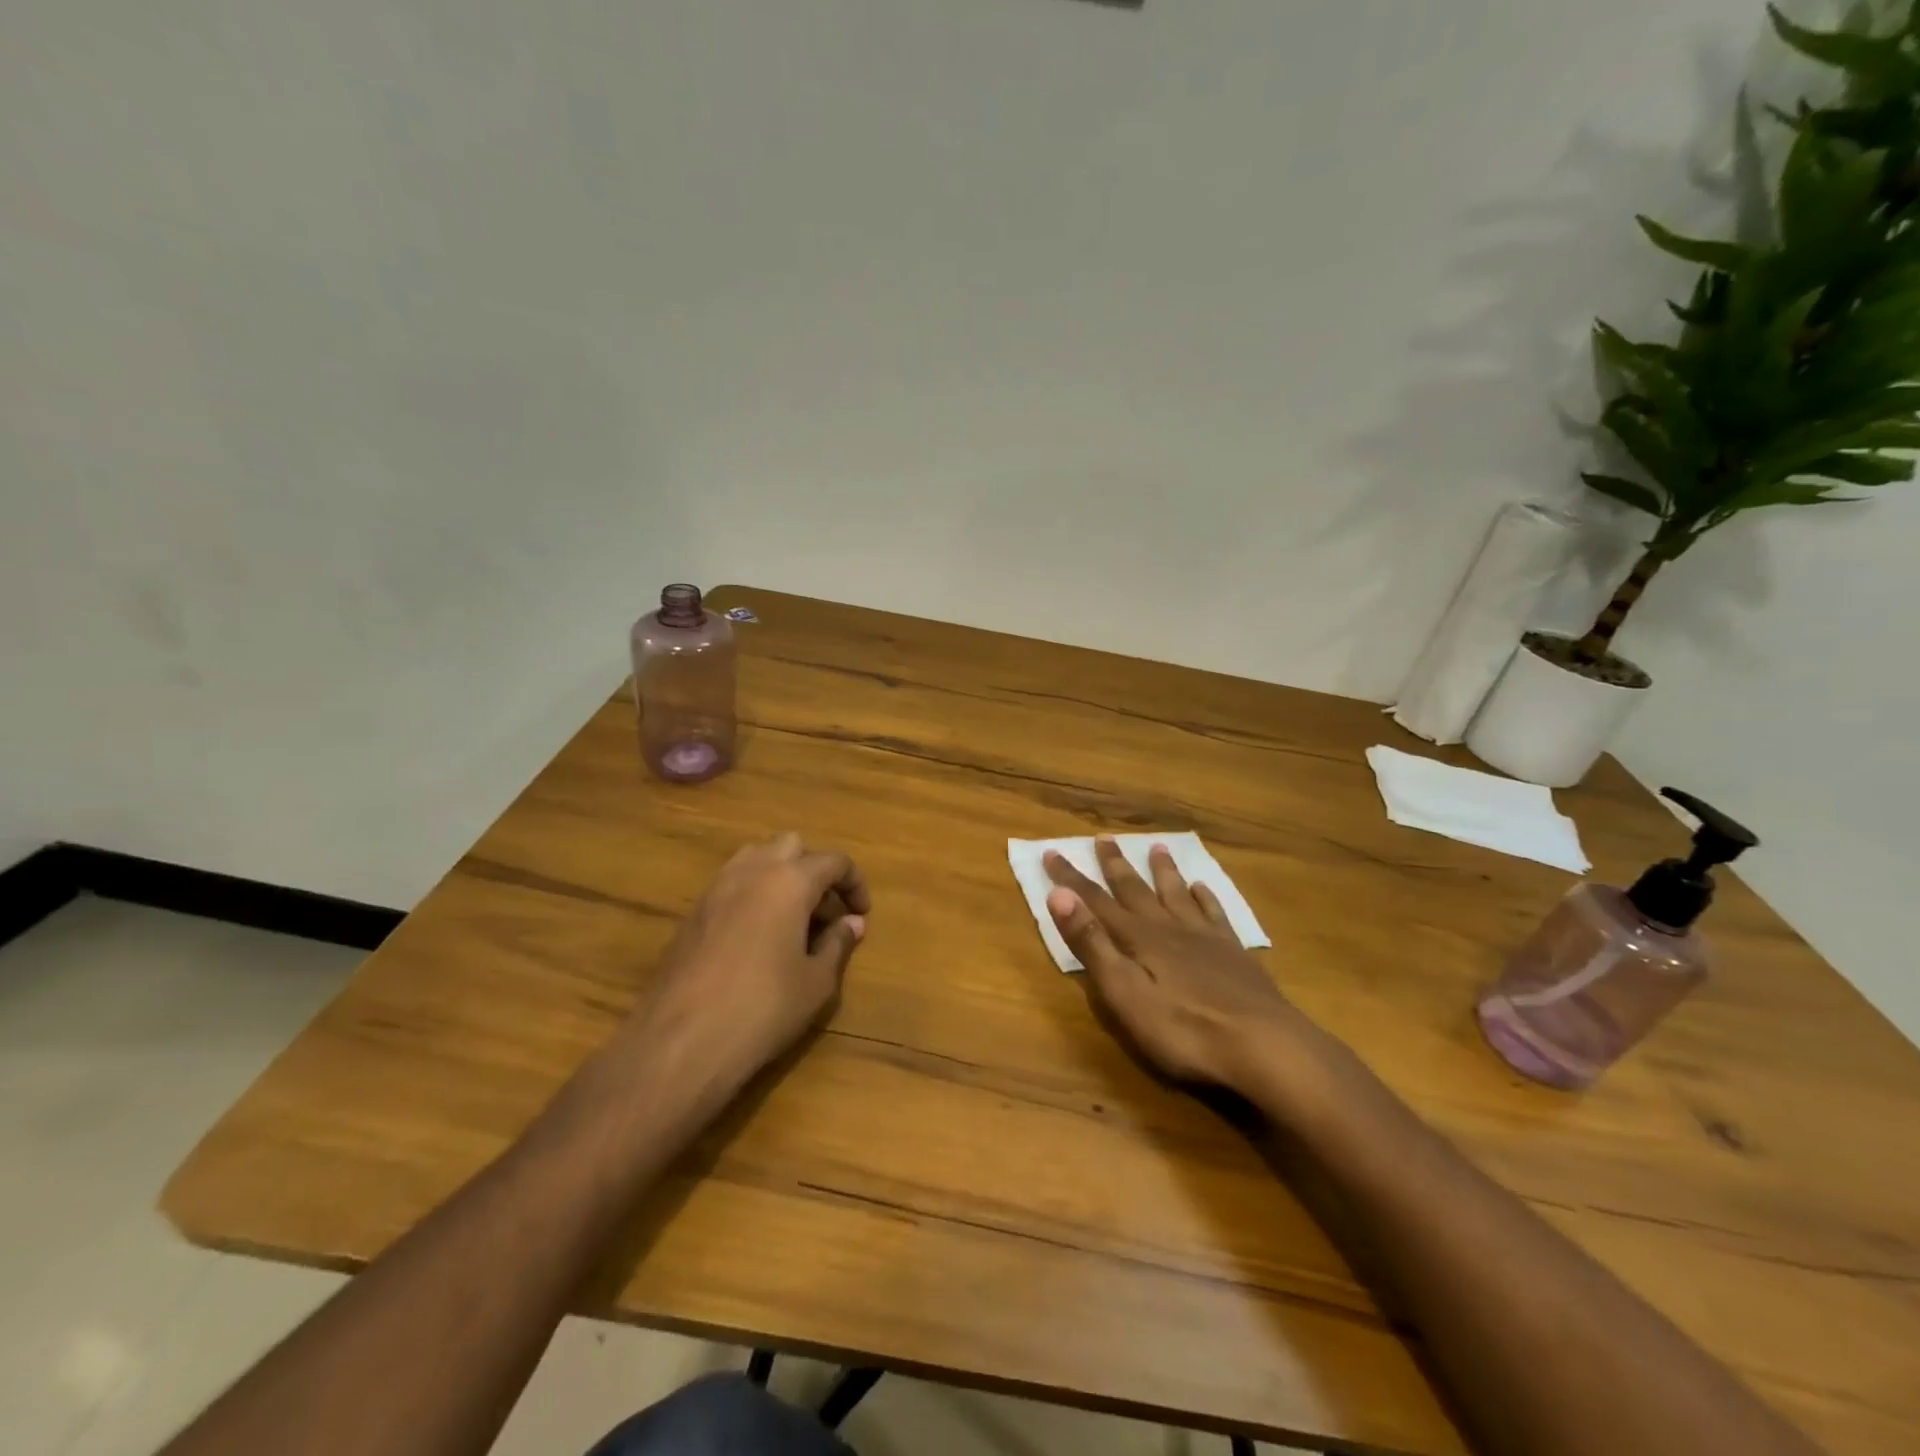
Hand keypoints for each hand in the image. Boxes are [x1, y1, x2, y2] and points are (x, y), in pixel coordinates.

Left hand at [630, 833, 869, 1095]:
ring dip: (781, 875)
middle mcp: (752, 871)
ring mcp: (716, 889)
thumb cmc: (762, 1009)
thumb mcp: (816, 983)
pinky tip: (760, 936)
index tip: (861, 913)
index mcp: (789, 881)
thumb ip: (837, 944)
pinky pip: (733, 884)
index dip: (854, 883)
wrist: (680, 1042)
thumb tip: (851, 923)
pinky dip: (754, 894)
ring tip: (793, 917)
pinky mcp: (693, 912)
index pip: (833, 862)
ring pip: (756, 858)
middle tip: (826, 911)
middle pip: (791, 846)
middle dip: (814, 870)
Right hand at [1046, 838, 1308, 1092]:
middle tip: (1104, 838)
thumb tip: (1058, 896)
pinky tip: (1202, 888)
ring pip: (1176, 894)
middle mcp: (1168, 928)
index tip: (1052, 852)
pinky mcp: (1233, 954)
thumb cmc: (1183, 1029)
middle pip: (1136, 890)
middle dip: (1115, 865)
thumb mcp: (1124, 993)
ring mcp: (1205, 938)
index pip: (1095, 901)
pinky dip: (1204, 897)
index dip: (1071, 878)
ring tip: (1156, 847)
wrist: (1264, 1046)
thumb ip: (1092, 944)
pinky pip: (1214, 913)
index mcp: (1138, 939)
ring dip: (1162, 871)